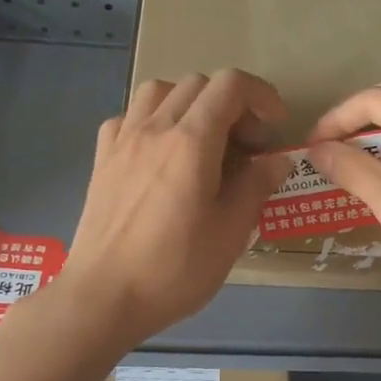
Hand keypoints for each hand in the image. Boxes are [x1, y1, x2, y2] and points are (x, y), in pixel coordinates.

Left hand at [54, 69, 291, 345]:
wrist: (103, 297)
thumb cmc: (174, 270)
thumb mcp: (230, 233)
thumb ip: (256, 187)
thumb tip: (278, 160)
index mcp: (191, 141)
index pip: (231, 86)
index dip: (261, 96)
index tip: (274, 128)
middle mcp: (155, 128)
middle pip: (198, 84)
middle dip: (231, 104)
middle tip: (245, 146)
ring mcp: (123, 141)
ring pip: (159, 91)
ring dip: (190, 104)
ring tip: (203, 142)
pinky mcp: (102, 159)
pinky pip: (129, 117)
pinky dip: (153, 121)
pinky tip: (160, 154)